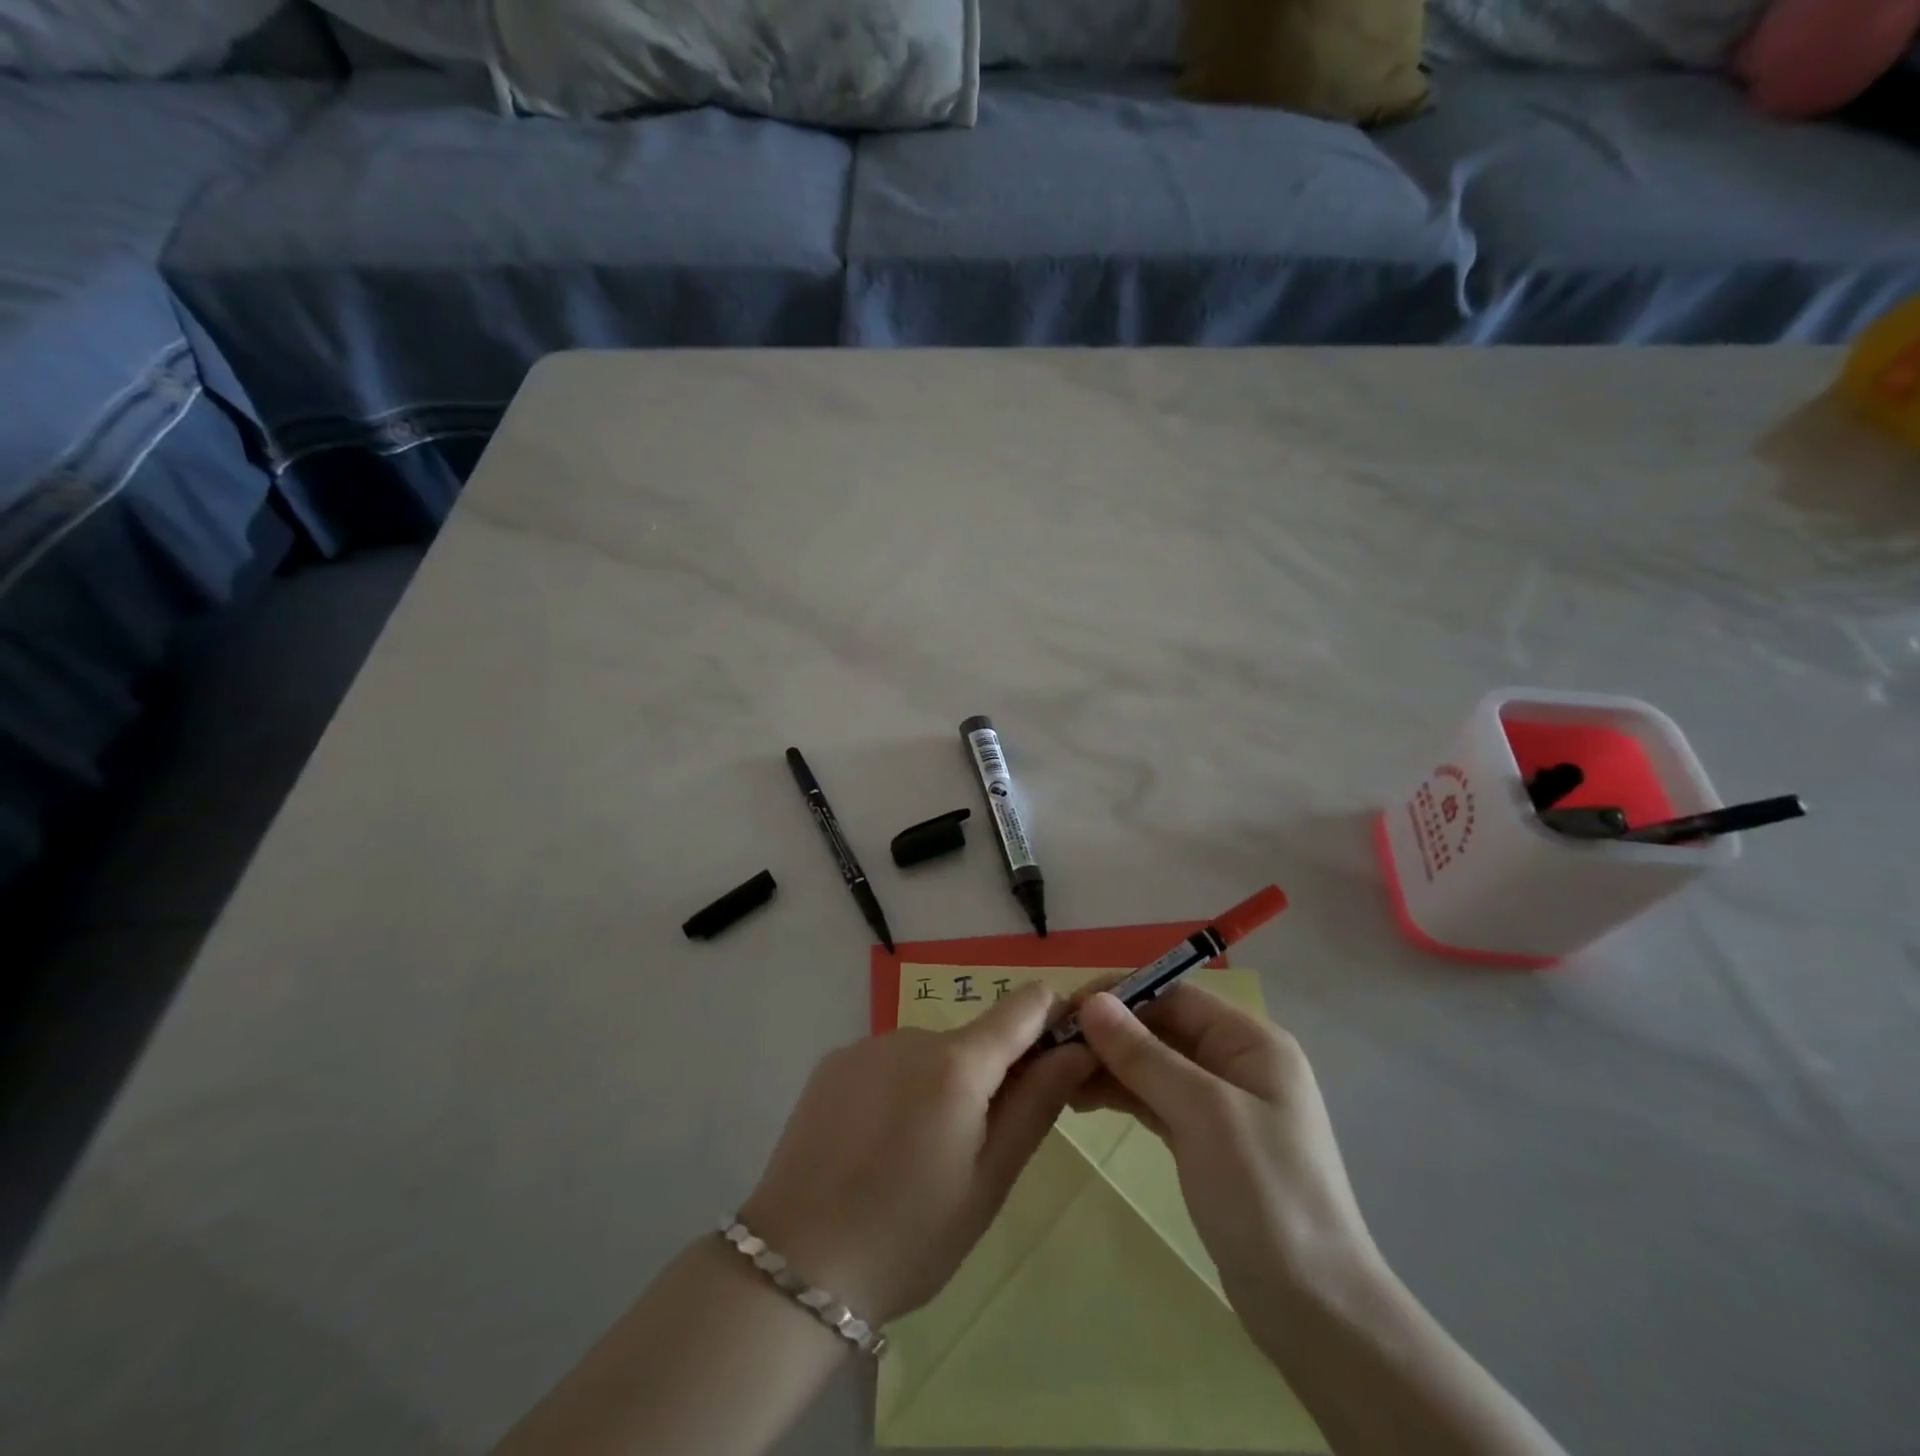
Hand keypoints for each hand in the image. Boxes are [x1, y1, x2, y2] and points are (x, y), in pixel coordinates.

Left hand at [740, 984, 1093, 1326]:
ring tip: (912, 1157)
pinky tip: (872, 1146)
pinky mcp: (832, 1062)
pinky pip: (886, 1064)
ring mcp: (866, 1044)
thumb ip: (1036, 1105)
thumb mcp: (988, 1183)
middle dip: (987, 1078)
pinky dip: (895, 1091)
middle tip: (969, 1151)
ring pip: (928, 1055)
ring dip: (937, 1087)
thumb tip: (1079, 1048)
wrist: (795, 1264)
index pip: (1024, 1006)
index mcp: (958, 1063)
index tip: (1060, 1055)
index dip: (1051, 1019)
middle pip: (973, 1040)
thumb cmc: (909, 1236)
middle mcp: (912, 1035)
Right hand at [1071, 987, 1379, 1318]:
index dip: (1119, 996)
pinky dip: (1120, 1095)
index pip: (1174, 995)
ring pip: (1153, 1064)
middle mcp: (1236, 1061)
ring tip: (1056, 1076)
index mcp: (1251, 1041)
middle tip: (1051, 1047)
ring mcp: (1221, 1103)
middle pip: (1161, 1027)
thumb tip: (1092, 1003)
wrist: (1314, 1311)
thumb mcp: (1202, 1113)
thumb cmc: (1265, 1194)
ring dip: (1108, 1064)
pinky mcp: (1205, 1140)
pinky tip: (1080, 1099)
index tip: (1066, 1010)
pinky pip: (1155, 1099)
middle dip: (1108, 1033)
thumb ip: (1145, 1054)